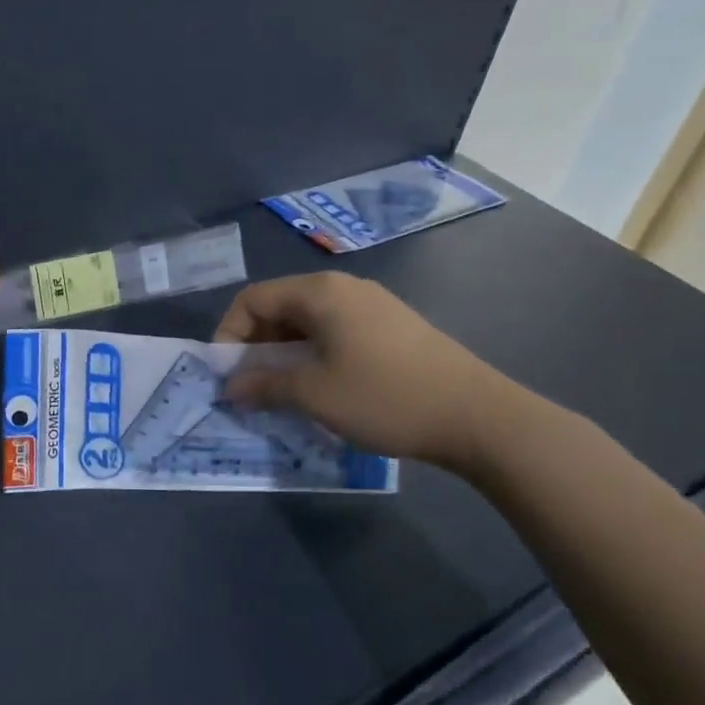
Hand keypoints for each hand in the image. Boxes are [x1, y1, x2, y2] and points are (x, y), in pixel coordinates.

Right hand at [214, 272, 528, 475]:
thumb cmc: (384, 397)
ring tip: (283, 392)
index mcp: (319, 292)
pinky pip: (335, 331)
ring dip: (285, 354)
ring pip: (308, 322)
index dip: (229, 334)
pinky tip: (323, 388)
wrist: (478, 416)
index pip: (252, 299)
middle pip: (280, 307)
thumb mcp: (314, 394)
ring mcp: (372, 304)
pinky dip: (315, 355)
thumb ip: (263, 384)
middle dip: (256, 346)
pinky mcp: (392, 326)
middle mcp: (343, 287)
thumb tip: (230, 387)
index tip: (227, 375)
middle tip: (252, 387)